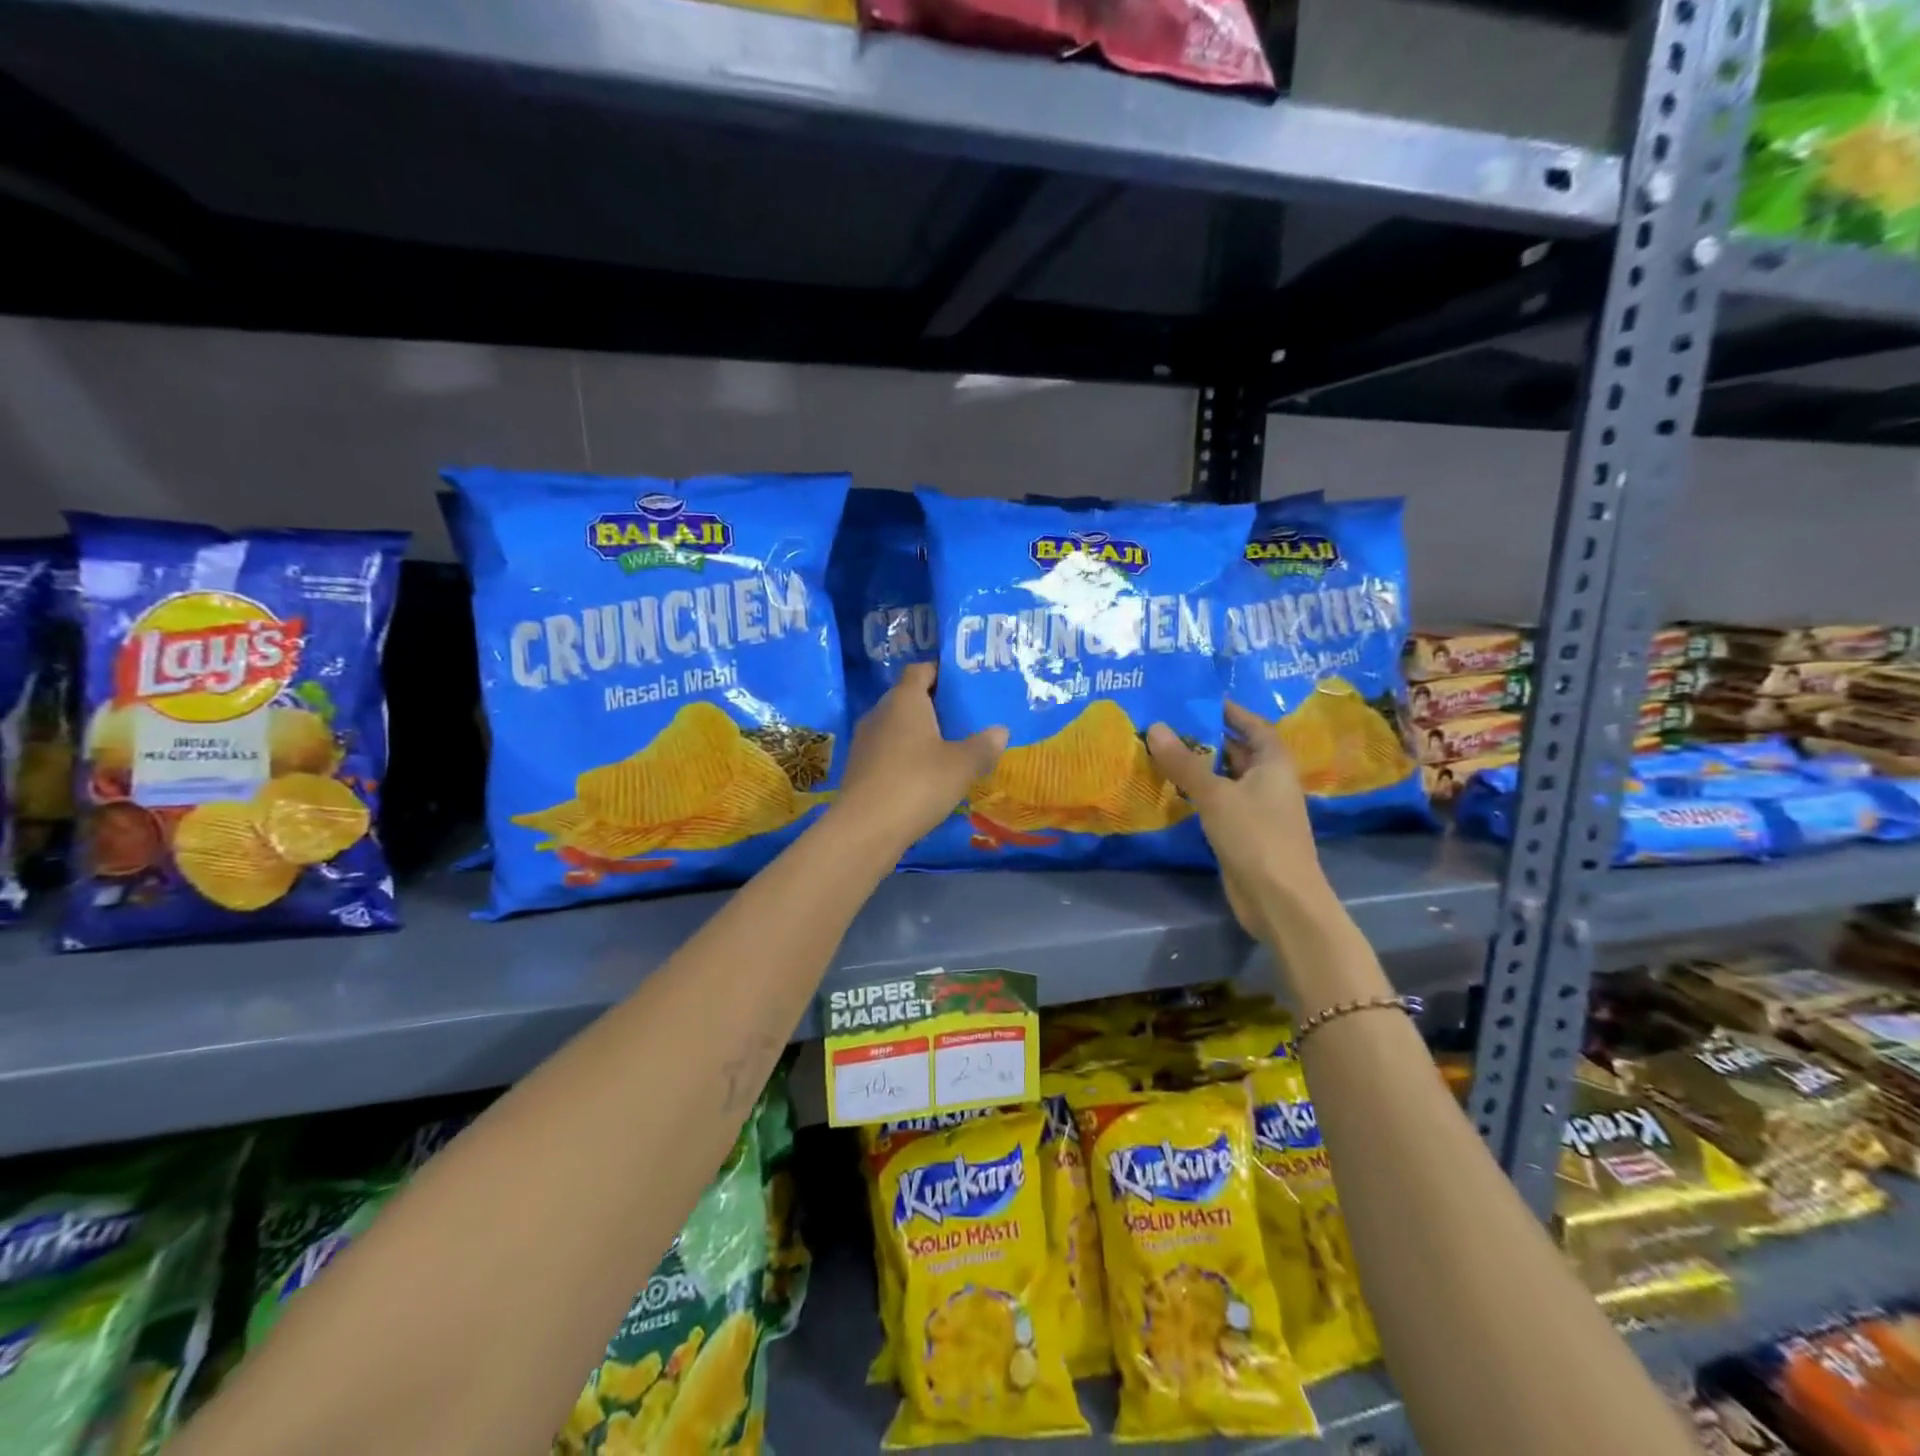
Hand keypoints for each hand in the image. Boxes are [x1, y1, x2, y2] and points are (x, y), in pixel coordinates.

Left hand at [834, 663, 1006, 848]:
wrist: (864, 830)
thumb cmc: (917, 784)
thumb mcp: (962, 766)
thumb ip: (983, 745)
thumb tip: (1000, 731)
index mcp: (904, 699)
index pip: (920, 669)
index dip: (941, 672)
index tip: (964, 685)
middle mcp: (880, 712)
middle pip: (908, 698)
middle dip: (934, 706)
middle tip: (964, 719)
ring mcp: (865, 741)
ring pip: (896, 727)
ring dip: (919, 735)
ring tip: (948, 749)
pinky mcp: (858, 769)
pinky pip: (887, 752)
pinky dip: (905, 758)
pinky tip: (925, 777)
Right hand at [1146, 701, 1333, 941]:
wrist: (1280, 899)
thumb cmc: (1255, 836)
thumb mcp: (1215, 794)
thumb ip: (1184, 762)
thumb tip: (1155, 727)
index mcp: (1274, 763)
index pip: (1253, 725)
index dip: (1229, 711)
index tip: (1197, 700)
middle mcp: (1269, 781)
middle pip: (1238, 751)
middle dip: (1206, 738)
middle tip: (1167, 725)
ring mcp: (1257, 809)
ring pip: (1225, 778)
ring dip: (1199, 767)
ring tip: (1161, 752)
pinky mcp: (1244, 833)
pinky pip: (1219, 803)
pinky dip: (1198, 794)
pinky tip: (1172, 790)